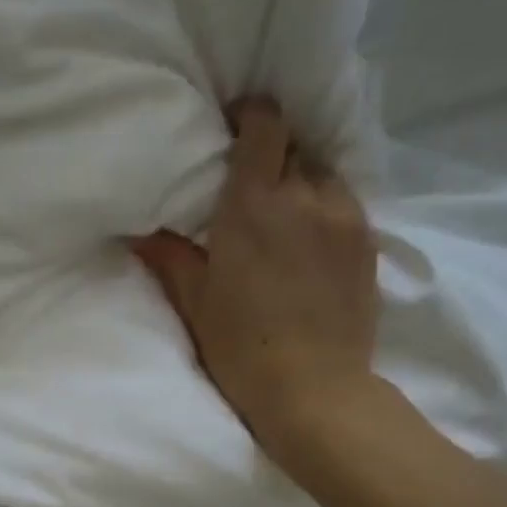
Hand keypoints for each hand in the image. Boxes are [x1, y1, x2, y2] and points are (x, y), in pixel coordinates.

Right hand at [133, 98, 383, 487]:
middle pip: (295, 146)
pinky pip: (346, 205)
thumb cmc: (242, 349)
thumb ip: (169, 258)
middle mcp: (305, 196)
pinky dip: (326, 210)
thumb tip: (136, 232)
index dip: (251, 116)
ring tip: (286, 216)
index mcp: (255, 204)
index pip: (264, 124)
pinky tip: (311, 243)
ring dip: (303, 182)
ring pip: (324, 174)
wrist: (313, 391)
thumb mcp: (196, 304)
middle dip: (273, 154)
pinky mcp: (369, 244)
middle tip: (252, 186)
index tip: (234, 129)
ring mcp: (345, 217)